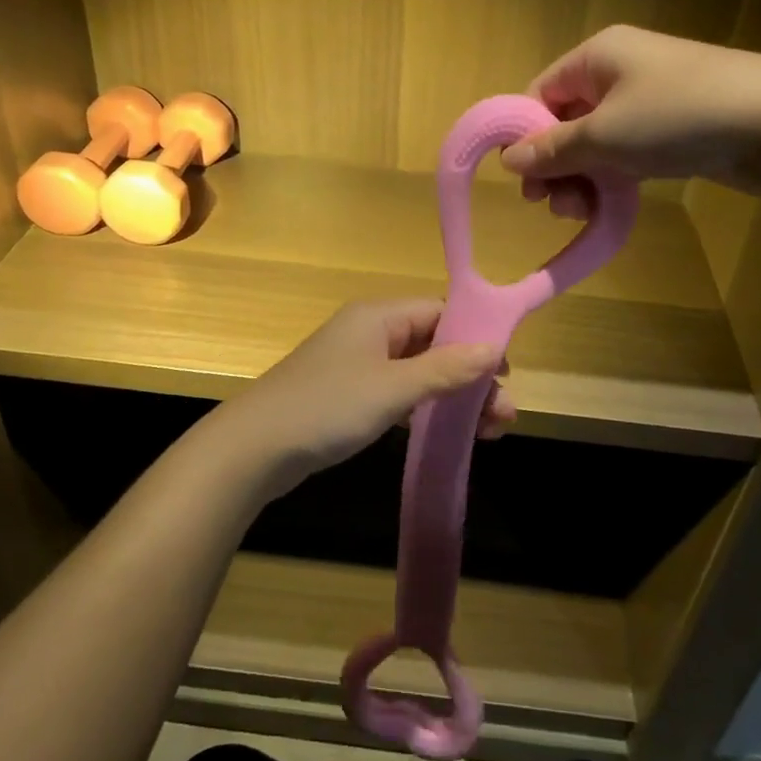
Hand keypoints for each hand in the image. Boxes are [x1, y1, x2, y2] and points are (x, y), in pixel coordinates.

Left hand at [202, 300, 516, 499]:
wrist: (254, 448)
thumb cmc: (327, 407)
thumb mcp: (393, 388)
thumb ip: (446, 369)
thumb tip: (495, 348)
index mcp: (380, 315)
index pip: (441, 312)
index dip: (476, 338)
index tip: (506, 373)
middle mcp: (370, 332)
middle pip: (434, 344)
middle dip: (470, 376)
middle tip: (504, 415)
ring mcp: (358, 365)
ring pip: (419, 372)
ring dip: (452, 397)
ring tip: (489, 432)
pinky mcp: (348, 395)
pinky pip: (399, 393)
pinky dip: (425, 409)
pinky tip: (445, 432)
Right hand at [500, 24, 760, 216]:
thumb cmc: (675, 117)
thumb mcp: (603, 135)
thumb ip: (552, 149)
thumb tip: (509, 159)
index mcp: (596, 55)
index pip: (540, 92)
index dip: (526, 136)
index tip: (524, 180)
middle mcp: (619, 69)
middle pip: (566, 119)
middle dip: (556, 165)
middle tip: (553, 205)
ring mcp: (650, 96)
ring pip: (597, 139)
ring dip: (582, 177)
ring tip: (583, 211)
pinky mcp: (675, 124)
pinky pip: (628, 149)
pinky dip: (614, 175)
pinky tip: (609, 204)